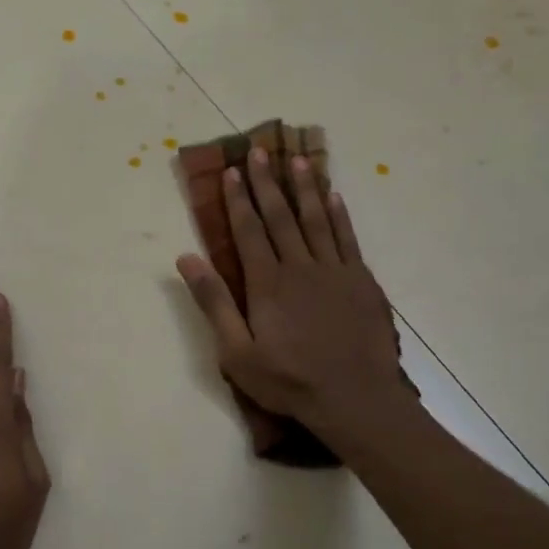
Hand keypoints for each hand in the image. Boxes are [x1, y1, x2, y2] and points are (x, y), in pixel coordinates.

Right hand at [176, 149, 404, 443]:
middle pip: (281, 216)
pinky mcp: (362, 281)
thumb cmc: (289, 380)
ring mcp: (335, 271)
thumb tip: (186, 258)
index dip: (239, 200)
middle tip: (260, 150)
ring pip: (316, 219)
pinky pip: (347, 238)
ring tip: (297, 160)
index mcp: (267, 282)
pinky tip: (334, 196)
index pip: (249, 230)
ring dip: (305, 188)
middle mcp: (300, 266)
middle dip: (268, 182)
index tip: (232, 171)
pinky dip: (339, 214)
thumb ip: (213, 302)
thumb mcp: (236, 351)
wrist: (355, 398)